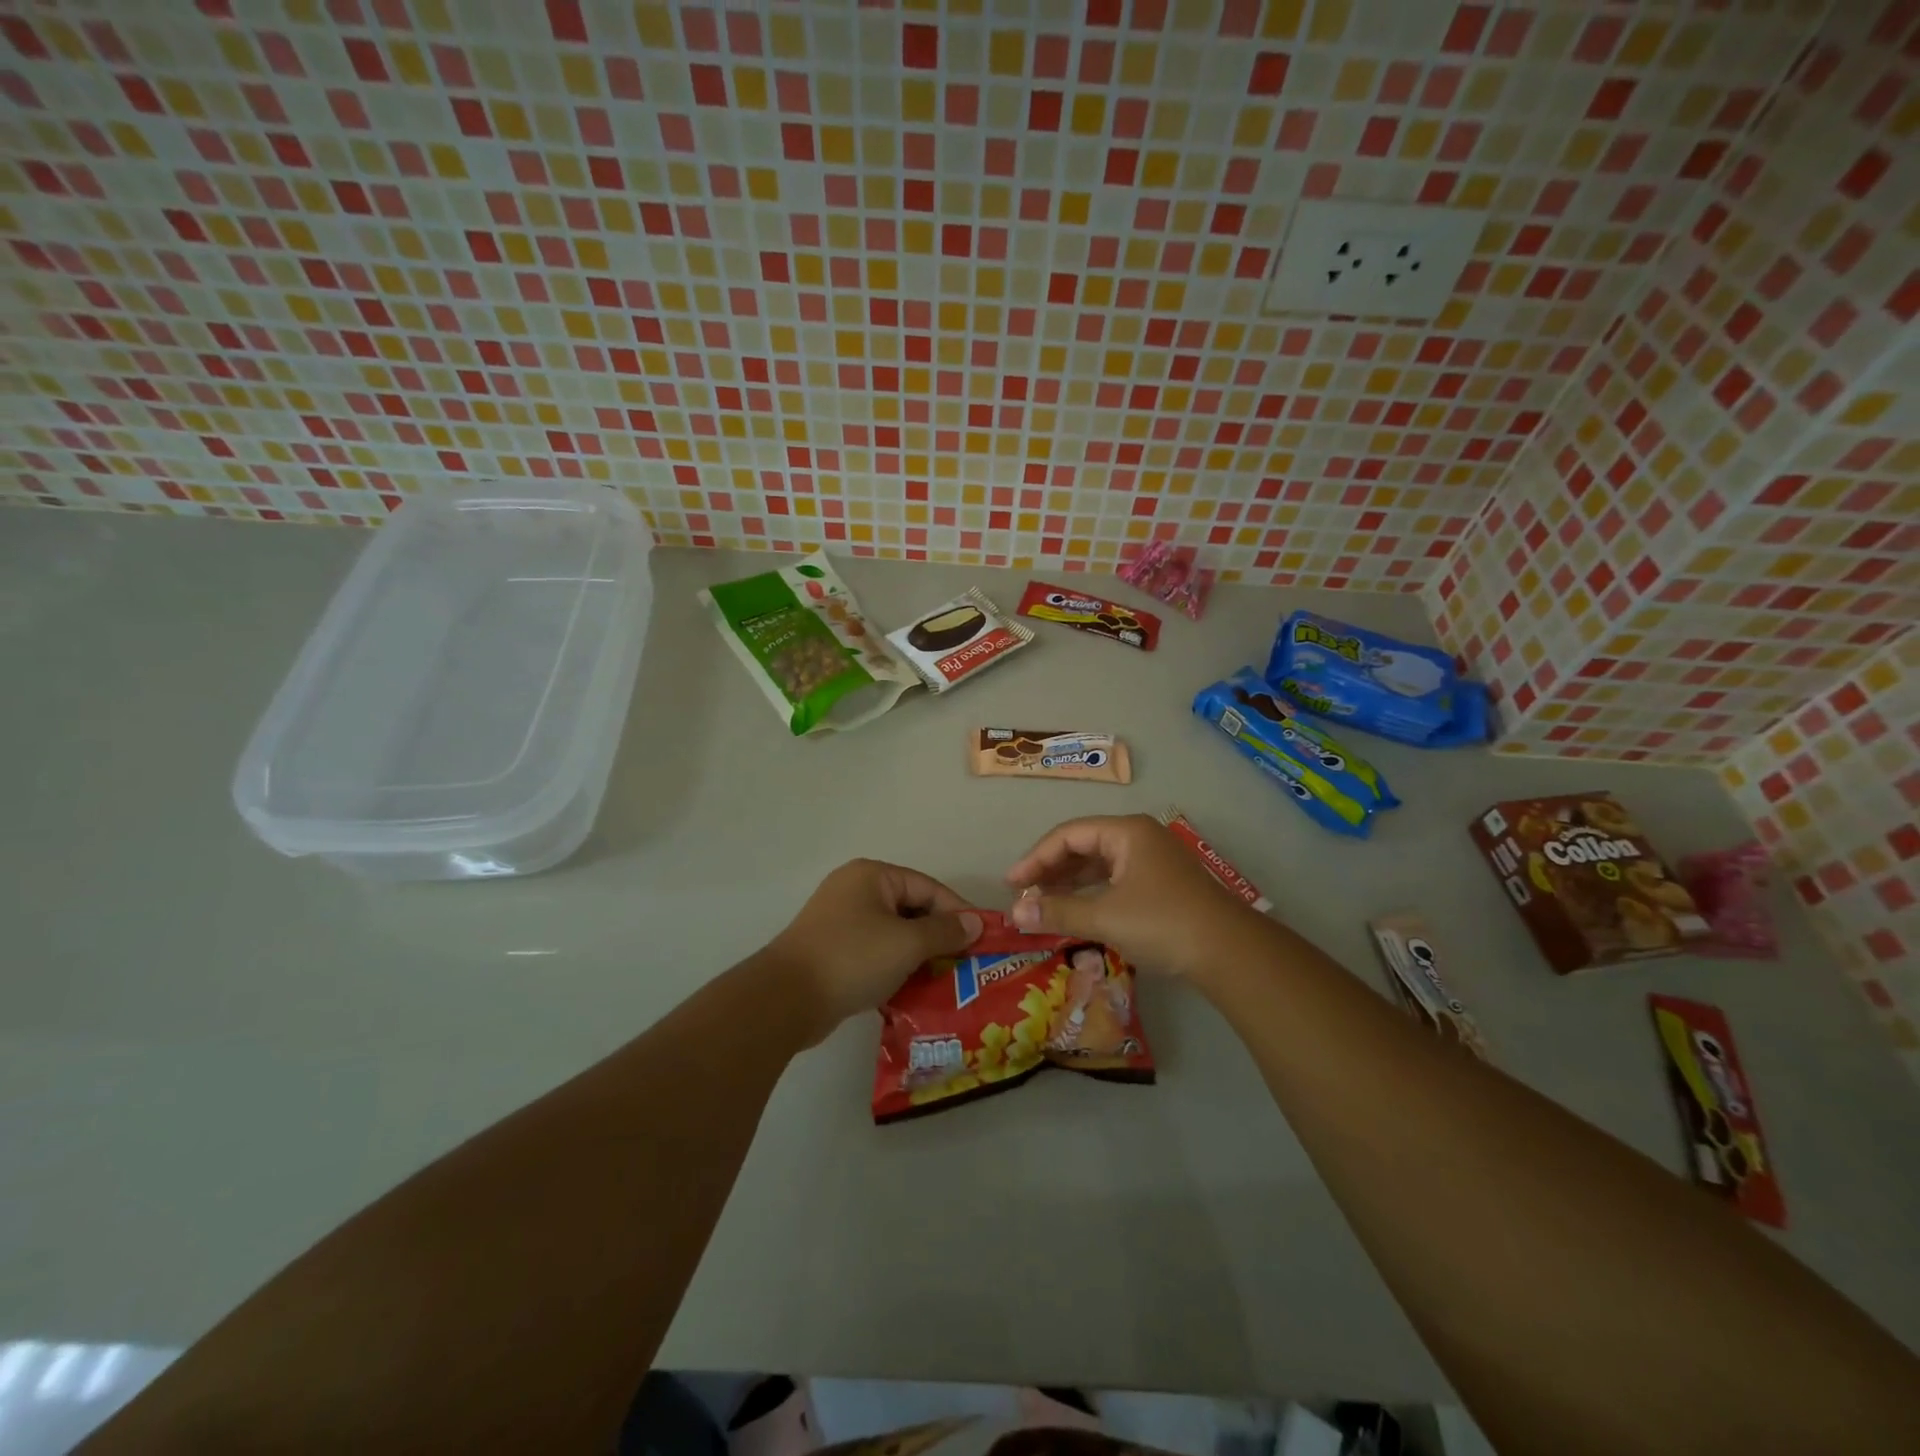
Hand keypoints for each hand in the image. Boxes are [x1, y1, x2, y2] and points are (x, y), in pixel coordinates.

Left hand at [769, 859, 982, 1039]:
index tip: (983, 940)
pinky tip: (914, 991)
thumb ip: (944, 931)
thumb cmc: (852, 958)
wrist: (786, 999)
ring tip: (946, 981)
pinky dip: (895, 967)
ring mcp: (840, 921)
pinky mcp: (833, 950)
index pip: (928, 888)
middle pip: (911, 909)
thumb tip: (975, 924)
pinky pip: (876, 952)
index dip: (958, 912)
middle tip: (967, 964)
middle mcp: (855, 890)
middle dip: (939, 937)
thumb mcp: (907, 943)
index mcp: (872, 876)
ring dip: (919, 956)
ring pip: (894, 934)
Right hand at [1004, 814, 1259, 978]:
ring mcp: (1153, 861)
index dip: (1035, 858)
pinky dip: (1091, 894)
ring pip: (1099, 864)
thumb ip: (1057, 912)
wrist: (1229, 952)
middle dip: (1051, 870)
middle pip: (1083, 845)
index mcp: (1126, 832)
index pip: (1068, 835)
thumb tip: (1015, 913)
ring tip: (1042, 904)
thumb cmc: (1163, 923)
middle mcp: (1139, 838)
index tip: (1011, 884)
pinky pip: (1115, 880)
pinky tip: (1076, 911)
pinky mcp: (1162, 885)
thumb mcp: (1105, 917)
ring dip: (1069, 883)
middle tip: (1024, 894)